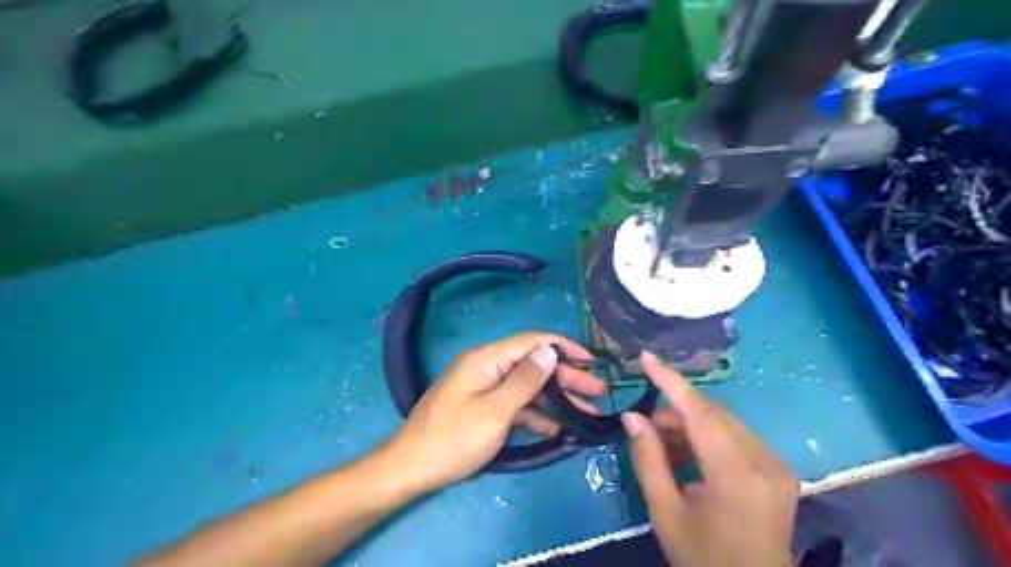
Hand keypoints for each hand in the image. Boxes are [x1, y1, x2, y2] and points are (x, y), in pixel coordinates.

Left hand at [383, 332, 602, 495]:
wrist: (408, 469)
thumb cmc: (452, 440)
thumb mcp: (494, 412)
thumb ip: (524, 381)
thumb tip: (550, 352)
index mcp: (486, 359)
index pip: (533, 342)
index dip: (564, 348)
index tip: (592, 362)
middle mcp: (486, 367)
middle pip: (533, 365)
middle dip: (567, 377)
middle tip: (599, 392)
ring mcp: (483, 388)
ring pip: (527, 386)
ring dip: (556, 398)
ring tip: (588, 411)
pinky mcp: (481, 407)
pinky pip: (514, 405)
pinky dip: (536, 414)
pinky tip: (559, 427)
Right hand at [625, 351, 797, 565]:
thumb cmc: (704, 559)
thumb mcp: (666, 513)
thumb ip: (648, 459)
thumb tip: (632, 416)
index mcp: (737, 476)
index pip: (700, 413)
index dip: (671, 381)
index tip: (646, 357)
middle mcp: (765, 463)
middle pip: (713, 415)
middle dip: (676, 412)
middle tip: (646, 427)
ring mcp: (776, 467)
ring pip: (724, 423)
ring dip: (690, 425)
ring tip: (664, 446)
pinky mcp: (777, 472)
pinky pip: (736, 438)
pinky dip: (707, 438)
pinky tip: (688, 456)